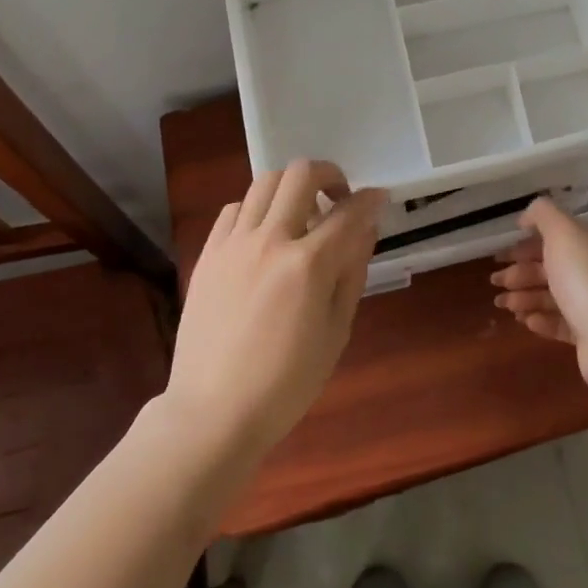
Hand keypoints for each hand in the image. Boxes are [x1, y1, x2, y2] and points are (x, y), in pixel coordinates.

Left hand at [170, 159, 384, 452]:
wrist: (213, 413)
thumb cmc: (286, 383)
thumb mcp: (336, 332)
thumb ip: (352, 273)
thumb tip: (364, 230)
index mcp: (308, 265)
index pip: (349, 212)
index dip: (370, 200)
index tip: (379, 198)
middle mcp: (270, 241)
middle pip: (301, 175)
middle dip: (329, 174)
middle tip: (338, 198)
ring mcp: (233, 244)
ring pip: (264, 183)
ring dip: (291, 188)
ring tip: (300, 214)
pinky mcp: (208, 255)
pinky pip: (233, 209)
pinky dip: (256, 209)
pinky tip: (264, 234)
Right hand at [491, 198, 587, 390]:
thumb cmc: (587, 275)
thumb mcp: (561, 230)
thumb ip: (542, 214)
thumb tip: (527, 217)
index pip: (564, 235)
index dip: (530, 242)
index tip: (504, 253)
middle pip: (558, 266)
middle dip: (523, 272)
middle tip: (496, 280)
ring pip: (558, 295)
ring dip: (527, 297)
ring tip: (503, 304)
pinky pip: (565, 322)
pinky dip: (543, 319)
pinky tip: (525, 321)